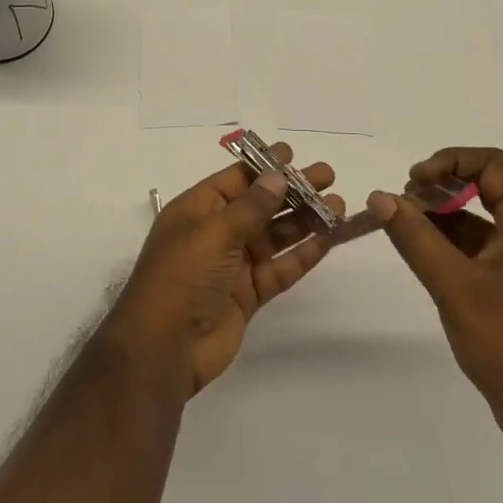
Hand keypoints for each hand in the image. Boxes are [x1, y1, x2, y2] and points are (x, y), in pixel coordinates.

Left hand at [101, 144, 340, 402]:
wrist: (164, 348)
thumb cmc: (182, 277)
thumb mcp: (213, 232)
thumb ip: (250, 207)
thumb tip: (277, 177)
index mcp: (198, 210)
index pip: (235, 179)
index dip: (264, 166)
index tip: (294, 154)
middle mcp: (216, 232)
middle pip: (260, 205)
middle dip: (293, 190)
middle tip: (328, 176)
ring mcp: (233, 264)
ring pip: (275, 235)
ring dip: (305, 220)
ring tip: (338, 206)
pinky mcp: (248, 294)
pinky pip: (280, 268)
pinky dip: (303, 255)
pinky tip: (328, 240)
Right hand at [368, 148, 502, 448]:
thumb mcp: (454, 286)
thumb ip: (415, 237)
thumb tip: (380, 197)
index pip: (493, 165)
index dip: (450, 161)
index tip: (414, 181)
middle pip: (488, 186)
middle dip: (442, 186)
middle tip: (404, 202)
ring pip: (482, 218)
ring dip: (443, 214)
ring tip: (403, 226)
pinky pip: (482, 246)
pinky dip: (451, 242)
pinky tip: (421, 253)